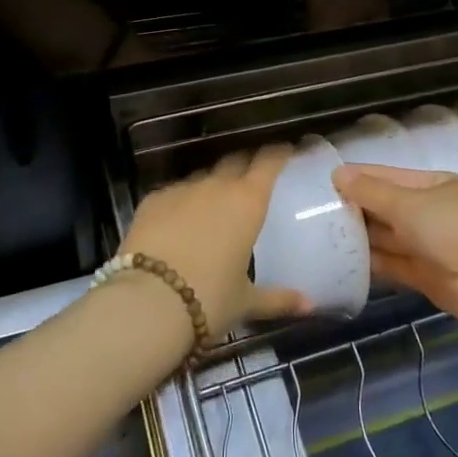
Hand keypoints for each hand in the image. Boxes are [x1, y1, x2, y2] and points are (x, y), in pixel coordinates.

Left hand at [120, 146, 311, 335]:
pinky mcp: (152, 200)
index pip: (268, 162)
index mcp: (248, 202)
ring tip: (212, 208)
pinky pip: (174, 193)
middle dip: (245, 166)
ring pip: (203, 178)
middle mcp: (216, 186)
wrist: (148, 303)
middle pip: (235, 161)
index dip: (278, 153)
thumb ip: (278, 299)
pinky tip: (177, 223)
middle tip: (251, 179)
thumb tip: (309, 306)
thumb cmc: (209, 299)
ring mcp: (182, 190)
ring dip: (212, 187)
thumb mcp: (246, 302)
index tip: (286, 150)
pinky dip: (181, 203)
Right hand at [332, 164, 457, 330]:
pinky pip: (391, 265)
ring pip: (386, 237)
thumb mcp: (409, 202)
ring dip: (360, 237)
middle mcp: (427, 212)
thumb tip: (338, 174)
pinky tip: (342, 261)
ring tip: (319, 235)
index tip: (323, 182)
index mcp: (430, 185)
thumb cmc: (454, 226)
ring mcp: (426, 245)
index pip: (386, 177)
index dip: (357, 178)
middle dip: (355, 208)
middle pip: (384, 207)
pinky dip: (370, 264)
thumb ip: (372, 192)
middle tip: (312, 212)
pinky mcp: (422, 276)